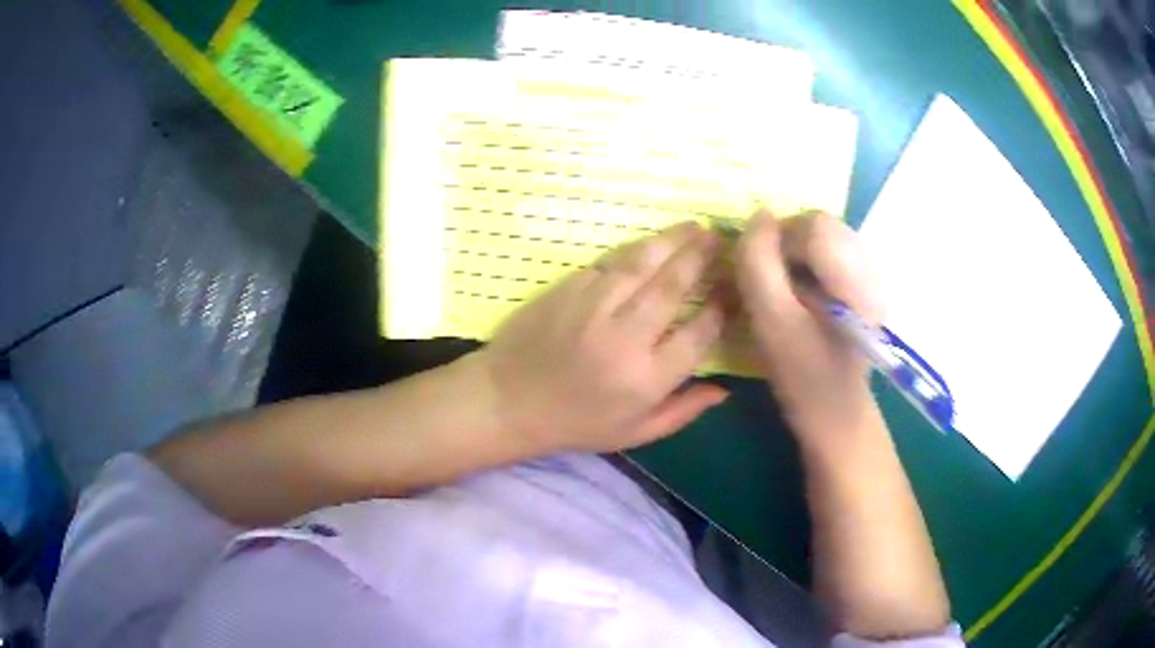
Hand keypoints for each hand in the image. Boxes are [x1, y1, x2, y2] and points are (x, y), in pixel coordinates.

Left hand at [479, 222, 728, 454]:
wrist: (508, 401)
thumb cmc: (575, 424)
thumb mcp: (634, 433)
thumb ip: (683, 411)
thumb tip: (725, 389)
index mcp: (645, 379)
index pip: (698, 334)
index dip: (721, 308)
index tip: (733, 290)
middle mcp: (624, 338)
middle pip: (673, 287)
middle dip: (701, 257)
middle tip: (721, 237)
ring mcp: (593, 307)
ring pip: (642, 264)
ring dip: (672, 241)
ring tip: (695, 226)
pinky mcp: (568, 289)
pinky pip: (610, 263)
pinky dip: (636, 250)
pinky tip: (652, 242)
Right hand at [735, 210, 885, 447]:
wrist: (836, 416)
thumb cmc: (804, 378)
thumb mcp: (772, 323)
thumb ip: (758, 264)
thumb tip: (758, 215)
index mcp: (857, 282)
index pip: (814, 224)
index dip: (778, 237)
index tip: (760, 272)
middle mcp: (873, 270)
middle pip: (822, 225)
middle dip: (788, 245)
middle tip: (771, 282)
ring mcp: (873, 276)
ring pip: (825, 237)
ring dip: (796, 254)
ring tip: (787, 290)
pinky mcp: (866, 285)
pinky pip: (831, 253)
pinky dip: (808, 263)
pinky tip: (803, 294)